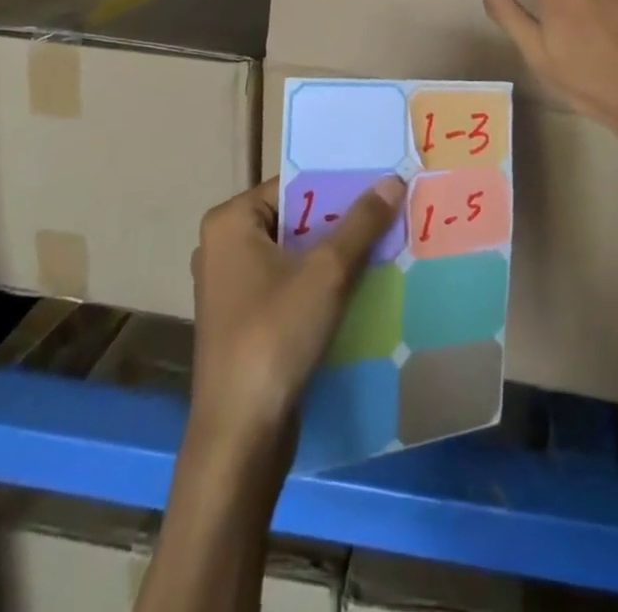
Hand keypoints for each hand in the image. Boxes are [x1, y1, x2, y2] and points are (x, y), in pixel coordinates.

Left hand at [189, 176, 404, 453]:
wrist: (240, 437)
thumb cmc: (275, 337)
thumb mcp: (327, 273)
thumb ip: (362, 222)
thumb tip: (393, 179)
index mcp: (230, 221)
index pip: (295, 185)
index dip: (340, 185)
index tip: (381, 186)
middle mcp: (224, 245)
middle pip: (296, 218)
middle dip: (341, 221)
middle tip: (389, 214)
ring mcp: (231, 286)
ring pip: (295, 253)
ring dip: (335, 254)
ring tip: (383, 246)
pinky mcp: (243, 320)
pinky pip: (289, 283)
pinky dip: (320, 283)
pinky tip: (359, 287)